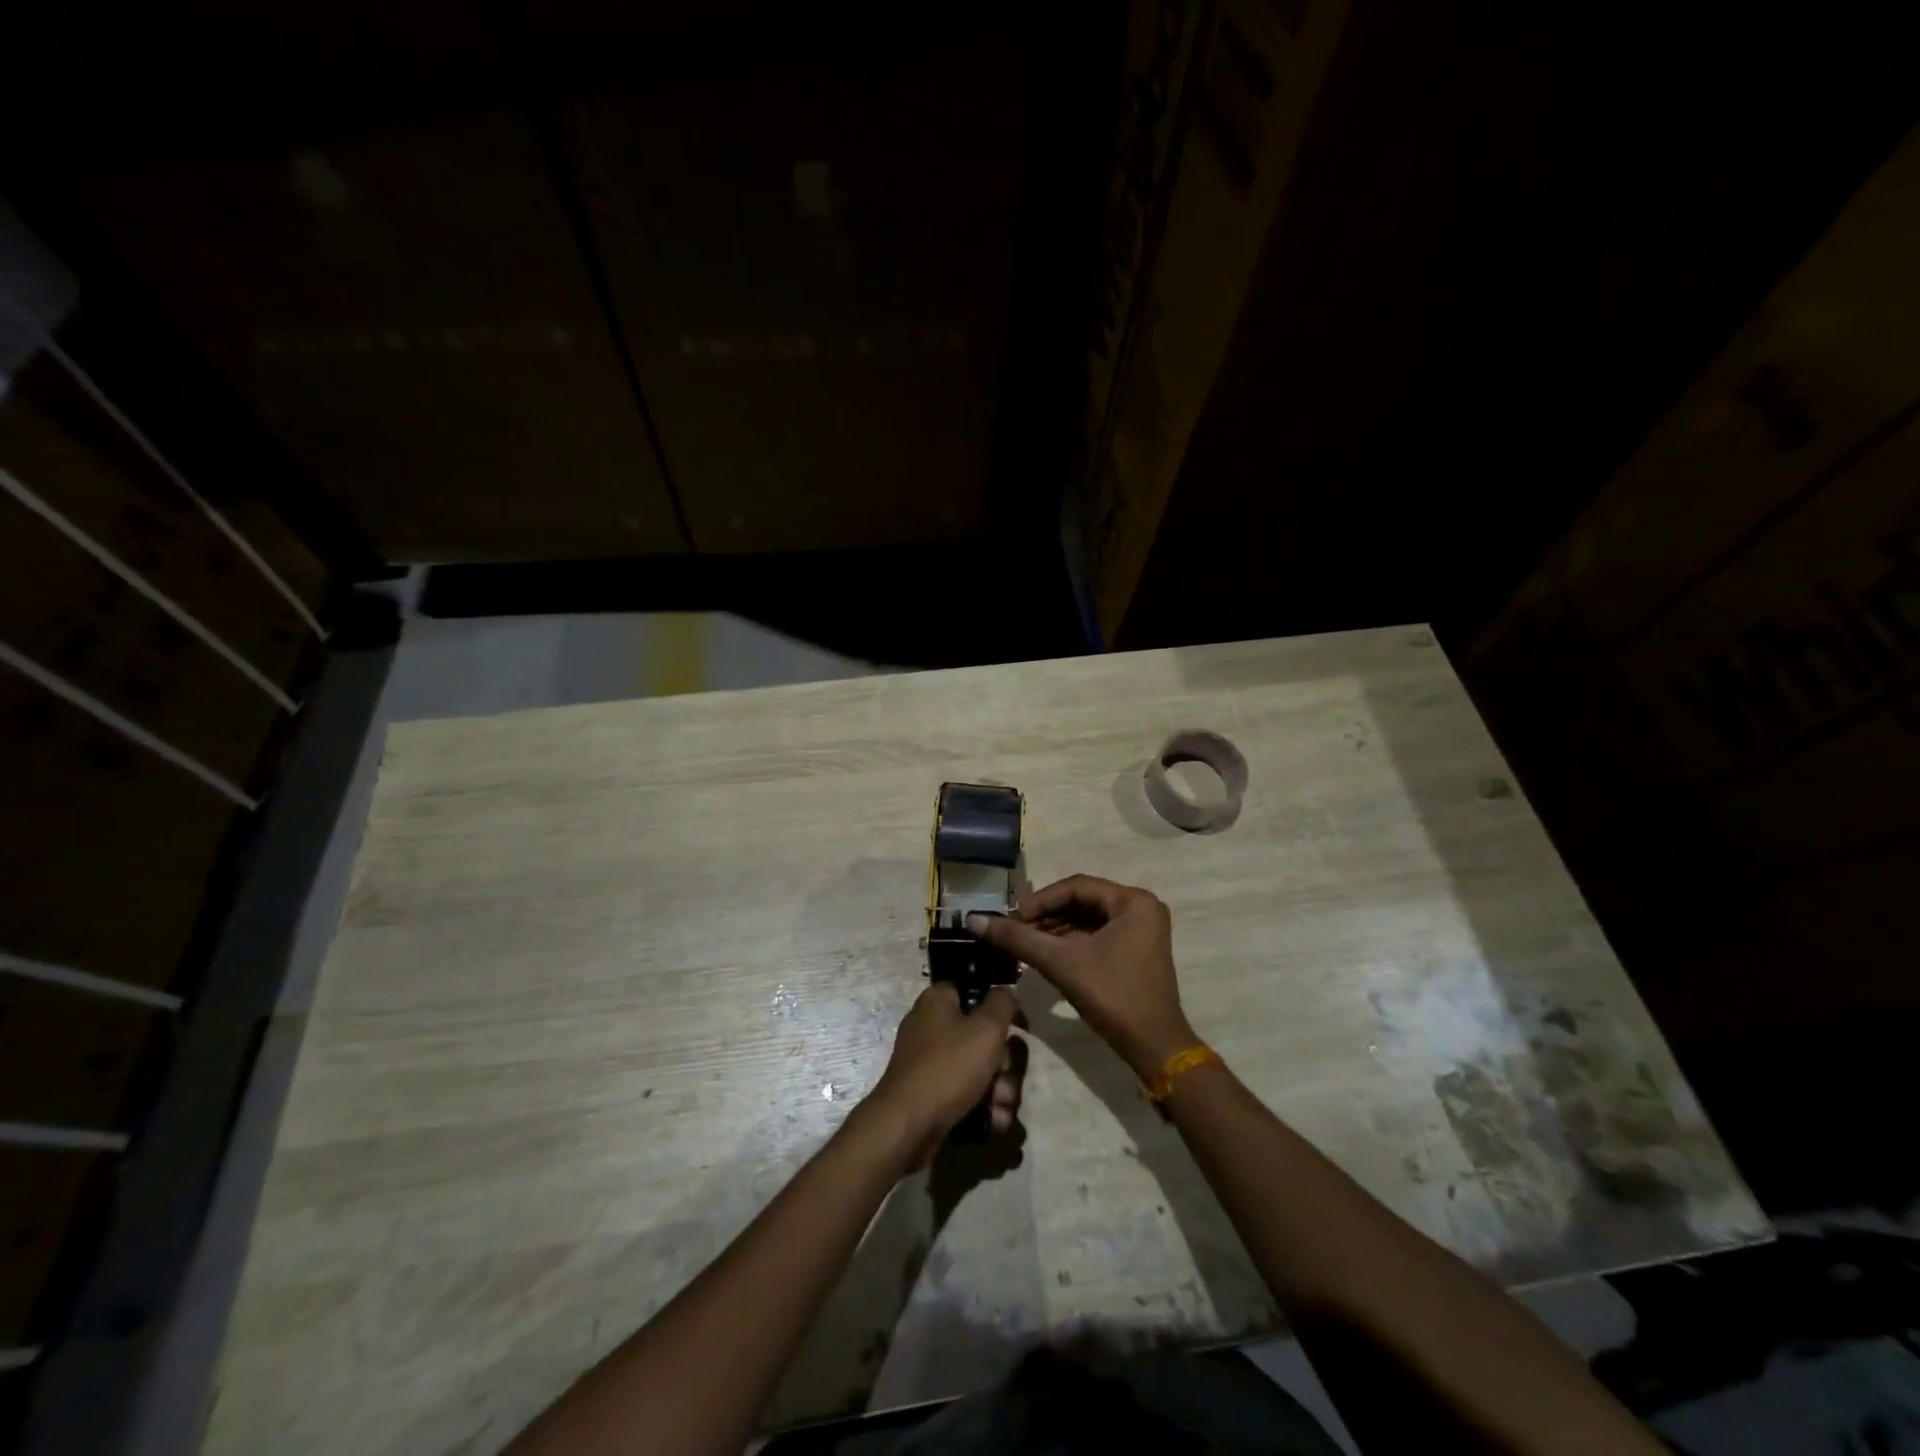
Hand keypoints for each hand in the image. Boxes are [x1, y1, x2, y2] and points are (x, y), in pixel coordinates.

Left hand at [862, 984, 1023, 1170]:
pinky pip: (967, 1092)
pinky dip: (984, 1106)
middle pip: (983, 1036)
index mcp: (938, 1001)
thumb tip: (1005, 993)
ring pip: (980, 1068)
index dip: (1001, 1007)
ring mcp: (930, 1062)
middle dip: (1005, 1062)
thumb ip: (1003, 1003)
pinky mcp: (932, 1093)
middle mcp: (931, 1026)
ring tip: (1000, 1106)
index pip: (975, 990)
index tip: (1020, 1026)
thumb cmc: (949, 1067)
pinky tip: (993, 1121)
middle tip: (1005, 1077)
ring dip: (1000, 1088)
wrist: (907, 1126)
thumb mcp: (986, 1028)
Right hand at [970, 875, 1195, 1081]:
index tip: (1012, 917)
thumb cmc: (1112, 997)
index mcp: (1133, 901)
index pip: (1076, 886)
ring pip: (1088, 919)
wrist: (1153, 1047)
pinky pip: (1098, 934)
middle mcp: (1142, 908)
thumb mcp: (1061, 963)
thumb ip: (1018, 939)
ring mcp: (1142, 930)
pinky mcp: (1136, 949)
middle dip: (1047, 915)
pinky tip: (1046, 953)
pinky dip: (1072, 941)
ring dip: (1056, 928)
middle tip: (1015, 930)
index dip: (1040, 900)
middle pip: (1082, 901)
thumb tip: (974, 920)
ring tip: (1025, 942)